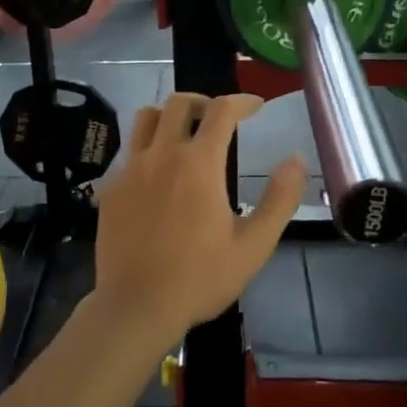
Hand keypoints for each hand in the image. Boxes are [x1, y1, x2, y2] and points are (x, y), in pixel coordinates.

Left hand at [94, 93, 304, 348]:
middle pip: (179, 102)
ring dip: (168, 116)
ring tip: (184, 135)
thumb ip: (280, 199)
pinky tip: (157, 175)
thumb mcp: (254, 245)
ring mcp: (130, 169)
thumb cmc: (200, 278)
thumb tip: (296, 160)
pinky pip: (129, 151)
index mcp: (199, 163)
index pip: (222, 110)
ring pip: (146, 118)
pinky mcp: (111, 187)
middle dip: (204, 102)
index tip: (256, 106)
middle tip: (219, 119)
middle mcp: (162, 154)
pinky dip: (148, 148)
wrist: (137, 306)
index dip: (242, 101)